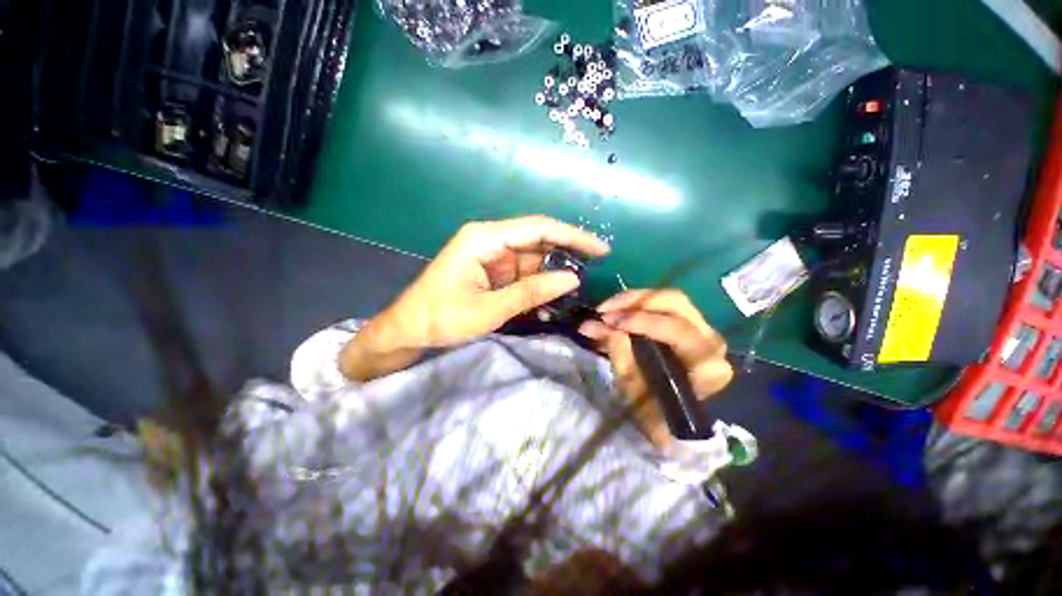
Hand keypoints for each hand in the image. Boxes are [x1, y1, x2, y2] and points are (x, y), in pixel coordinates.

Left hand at [340, 216, 609, 381]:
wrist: (409, 328)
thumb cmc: (442, 317)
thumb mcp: (489, 309)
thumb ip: (531, 292)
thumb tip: (572, 278)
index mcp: (485, 238)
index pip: (537, 229)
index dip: (572, 236)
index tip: (600, 248)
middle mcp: (490, 239)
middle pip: (538, 239)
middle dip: (567, 252)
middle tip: (597, 266)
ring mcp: (492, 254)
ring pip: (533, 256)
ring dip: (555, 270)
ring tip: (581, 285)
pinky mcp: (492, 269)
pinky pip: (523, 271)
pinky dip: (540, 282)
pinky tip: (555, 294)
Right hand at [577, 289, 732, 449]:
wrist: (670, 420)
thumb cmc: (652, 410)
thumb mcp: (631, 387)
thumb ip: (619, 353)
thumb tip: (598, 325)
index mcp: (707, 365)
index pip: (676, 329)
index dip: (640, 321)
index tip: (608, 320)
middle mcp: (711, 341)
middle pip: (675, 303)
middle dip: (634, 302)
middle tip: (604, 310)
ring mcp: (703, 329)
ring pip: (669, 298)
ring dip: (633, 300)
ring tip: (606, 308)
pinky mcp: (689, 323)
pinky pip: (663, 304)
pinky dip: (637, 303)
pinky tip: (617, 309)